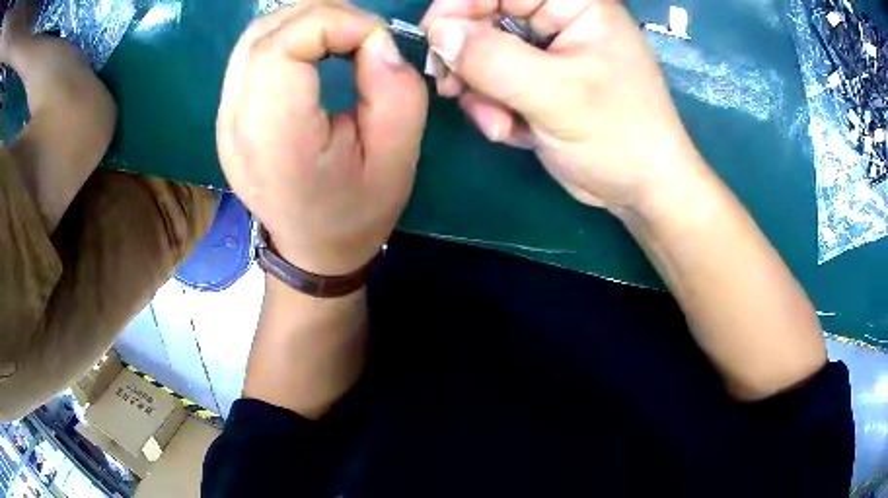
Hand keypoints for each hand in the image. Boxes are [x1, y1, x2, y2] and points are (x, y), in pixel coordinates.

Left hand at [218, 2, 427, 275]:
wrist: (313, 249)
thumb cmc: (357, 211)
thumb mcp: (398, 157)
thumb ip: (396, 89)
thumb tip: (374, 39)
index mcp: (275, 140)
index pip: (281, 46)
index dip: (333, 22)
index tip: (374, 38)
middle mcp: (236, 124)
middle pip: (265, 33)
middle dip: (321, 15)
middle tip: (362, 33)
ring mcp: (225, 119)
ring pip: (255, 37)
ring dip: (303, 22)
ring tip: (341, 36)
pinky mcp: (228, 114)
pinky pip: (252, 54)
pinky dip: (288, 36)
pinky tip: (315, 48)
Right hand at [421, 0, 703, 209]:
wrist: (641, 190)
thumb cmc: (618, 136)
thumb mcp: (556, 94)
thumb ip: (493, 59)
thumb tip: (439, 34)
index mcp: (575, 6)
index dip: (461, 4)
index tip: (435, 38)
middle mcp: (559, 21)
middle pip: (486, 16)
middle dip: (467, 56)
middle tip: (454, 89)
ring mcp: (547, 53)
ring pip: (484, 53)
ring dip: (480, 91)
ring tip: (498, 124)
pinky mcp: (537, 83)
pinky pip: (494, 81)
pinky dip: (492, 107)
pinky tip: (510, 131)